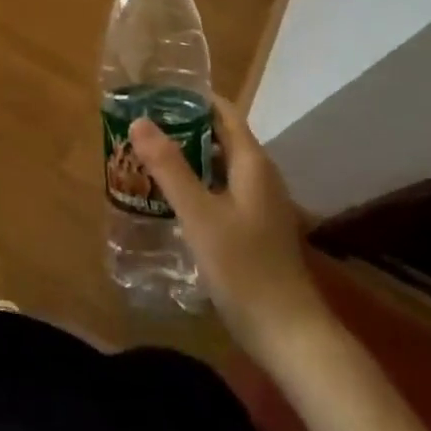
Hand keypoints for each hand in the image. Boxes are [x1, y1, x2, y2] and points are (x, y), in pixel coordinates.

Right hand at [130, 97, 327, 362]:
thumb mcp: (199, 215)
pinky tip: (171, 198)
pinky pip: (223, 190)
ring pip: (221, 165)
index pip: (223, 112)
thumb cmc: (244, 269)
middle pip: (221, 136)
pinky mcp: (256, 228)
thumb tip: (139, 120)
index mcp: (252, 163)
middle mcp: (260, 176)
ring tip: (148, 156)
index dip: (192, 98)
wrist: (290, 336)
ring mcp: (260, 204)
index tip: (155, 94)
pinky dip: (198, 183)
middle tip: (142, 126)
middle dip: (184, 127)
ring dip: (188, 157)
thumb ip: (169, 167)